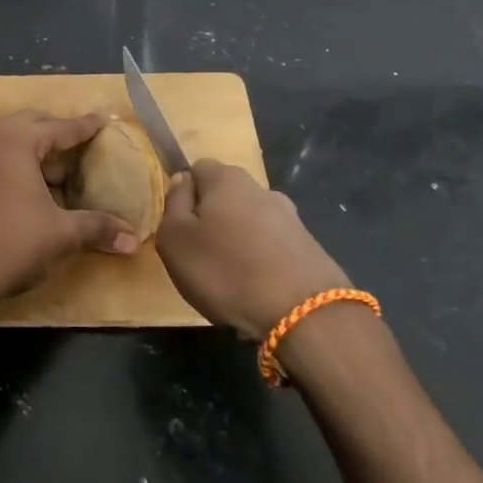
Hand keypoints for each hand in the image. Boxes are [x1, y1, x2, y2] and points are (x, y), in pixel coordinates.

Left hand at [0, 112, 138, 312]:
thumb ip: (98, 228)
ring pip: (10, 141)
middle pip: (31, 125)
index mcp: (17, 142)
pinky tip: (31, 189)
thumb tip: (134, 240)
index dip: (84, 127)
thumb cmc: (11, 243)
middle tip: (81, 144)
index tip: (103, 121)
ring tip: (60, 170)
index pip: (59, 127)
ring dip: (35, 150)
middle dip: (57, 132)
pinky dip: (17, 164)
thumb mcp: (61, 234)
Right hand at [156, 160, 352, 337]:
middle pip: (226, 196)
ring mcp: (291, 218)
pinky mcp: (309, 247)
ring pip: (250, 221)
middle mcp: (261, 189)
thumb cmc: (225, 270)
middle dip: (212, 218)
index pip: (197, 168)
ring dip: (238, 240)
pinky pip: (272, 246)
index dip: (184, 194)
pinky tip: (257, 288)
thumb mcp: (175, 238)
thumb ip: (173, 204)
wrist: (304, 314)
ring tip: (230, 277)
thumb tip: (182, 181)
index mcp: (227, 179)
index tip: (179, 226)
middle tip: (200, 254)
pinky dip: (261, 261)